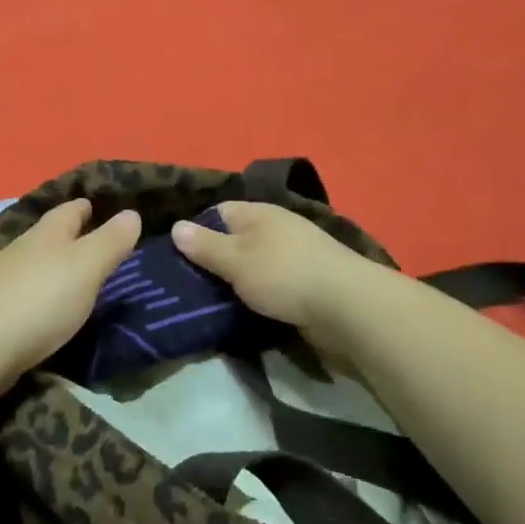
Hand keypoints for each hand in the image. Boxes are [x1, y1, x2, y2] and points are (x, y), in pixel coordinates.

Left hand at [0, 199, 141, 386]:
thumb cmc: (40, 300)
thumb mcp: (86, 267)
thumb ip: (109, 241)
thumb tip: (131, 212)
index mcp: (47, 233)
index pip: (71, 209)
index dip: (89, 206)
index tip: (107, 209)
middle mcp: (23, 248)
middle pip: (51, 234)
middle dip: (73, 235)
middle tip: (101, 243)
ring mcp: (3, 278)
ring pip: (36, 261)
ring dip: (56, 263)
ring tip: (79, 274)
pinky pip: (25, 289)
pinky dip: (42, 290)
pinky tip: (49, 303)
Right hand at [170, 201, 373, 344]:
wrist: (348, 307)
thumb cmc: (284, 274)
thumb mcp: (235, 259)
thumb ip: (205, 246)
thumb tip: (176, 226)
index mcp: (259, 213)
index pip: (218, 212)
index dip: (196, 230)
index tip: (177, 256)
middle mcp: (277, 228)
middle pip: (236, 239)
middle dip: (215, 259)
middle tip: (188, 284)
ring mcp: (296, 255)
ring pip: (254, 264)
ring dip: (237, 281)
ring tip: (211, 301)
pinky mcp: (308, 282)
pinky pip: (272, 284)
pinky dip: (258, 295)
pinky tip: (245, 311)